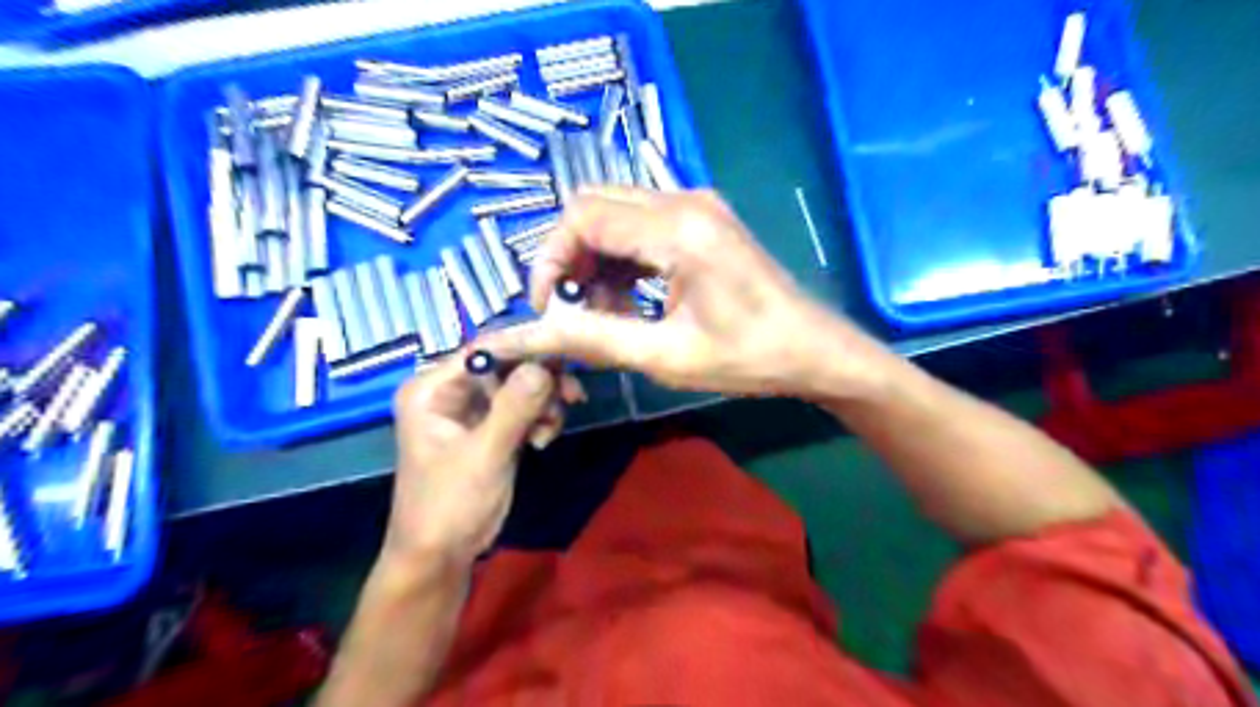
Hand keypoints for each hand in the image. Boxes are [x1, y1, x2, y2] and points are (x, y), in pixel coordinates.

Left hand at [384, 355, 561, 565]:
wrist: (442, 556)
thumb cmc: (450, 505)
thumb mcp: (484, 455)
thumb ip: (514, 409)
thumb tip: (545, 365)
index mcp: (432, 389)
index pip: (484, 349)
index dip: (526, 347)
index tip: (568, 356)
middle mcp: (450, 390)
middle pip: (507, 364)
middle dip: (540, 380)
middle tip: (573, 396)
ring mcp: (472, 408)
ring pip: (520, 384)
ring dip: (544, 401)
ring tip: (550, 430)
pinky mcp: (491, 426)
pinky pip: (524, 406)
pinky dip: (540, 417)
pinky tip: (543, 440)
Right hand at [483, 188, 894, 399]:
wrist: (814, 350)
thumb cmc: (749, 358)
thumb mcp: (667, 356)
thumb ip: (595, 339)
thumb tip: (533, 333)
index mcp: (678, 229)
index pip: (582, 216)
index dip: (550, 259)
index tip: (547, 308)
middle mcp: (684, 201)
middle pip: (594, 205)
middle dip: (570, 257)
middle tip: (572, 309)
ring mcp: (696, 206)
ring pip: (615, 214)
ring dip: (596, 261)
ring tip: (606, 313)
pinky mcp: (702, 220)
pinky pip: (640, 225)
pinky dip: (621, 259)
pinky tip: (629, 301)